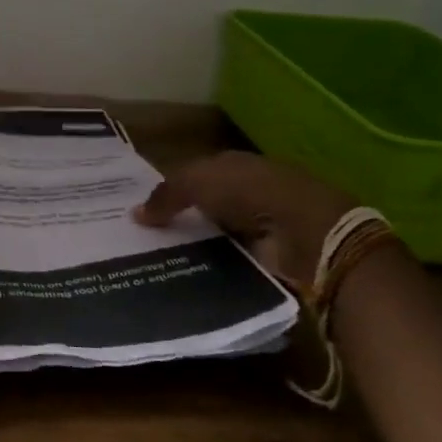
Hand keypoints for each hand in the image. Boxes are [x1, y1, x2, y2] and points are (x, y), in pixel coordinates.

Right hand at [135, 151, 355, 288]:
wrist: (306, 232)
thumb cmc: (249, 192)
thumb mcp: (197, 182)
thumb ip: (166, 195)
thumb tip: (136, 213)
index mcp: (232, 164)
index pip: (193, 175)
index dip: (168, 190)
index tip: (140, 210)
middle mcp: (245, 191)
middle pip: (203, 206)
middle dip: (178, 219)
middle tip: (140, 241)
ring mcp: (258, 225)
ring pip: (214, 235)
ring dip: (194, 246)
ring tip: (156, 264)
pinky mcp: (266, 256)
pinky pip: (229, 261)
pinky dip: (212, 268)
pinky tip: (186, 277)